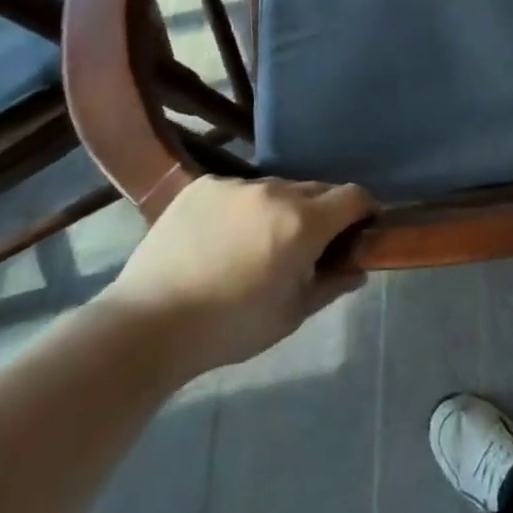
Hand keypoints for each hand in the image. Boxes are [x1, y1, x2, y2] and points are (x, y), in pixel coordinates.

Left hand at [98, 177, 375, 379]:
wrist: (147, 325)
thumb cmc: (230, 327)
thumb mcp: (291, 314)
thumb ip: (332, 284)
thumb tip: (358, 268)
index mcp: (304, 222)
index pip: (354, 196)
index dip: (365, 210)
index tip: (361, 230)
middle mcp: (275, 191)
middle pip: (317, 189)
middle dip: (323, 212)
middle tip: (308, 245)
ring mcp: (236, 185)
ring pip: (276, 189)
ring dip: (282, 208)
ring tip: (258, 242)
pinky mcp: (201, 186)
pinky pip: (238, 190)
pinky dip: (243, 208)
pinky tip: (222, 238)